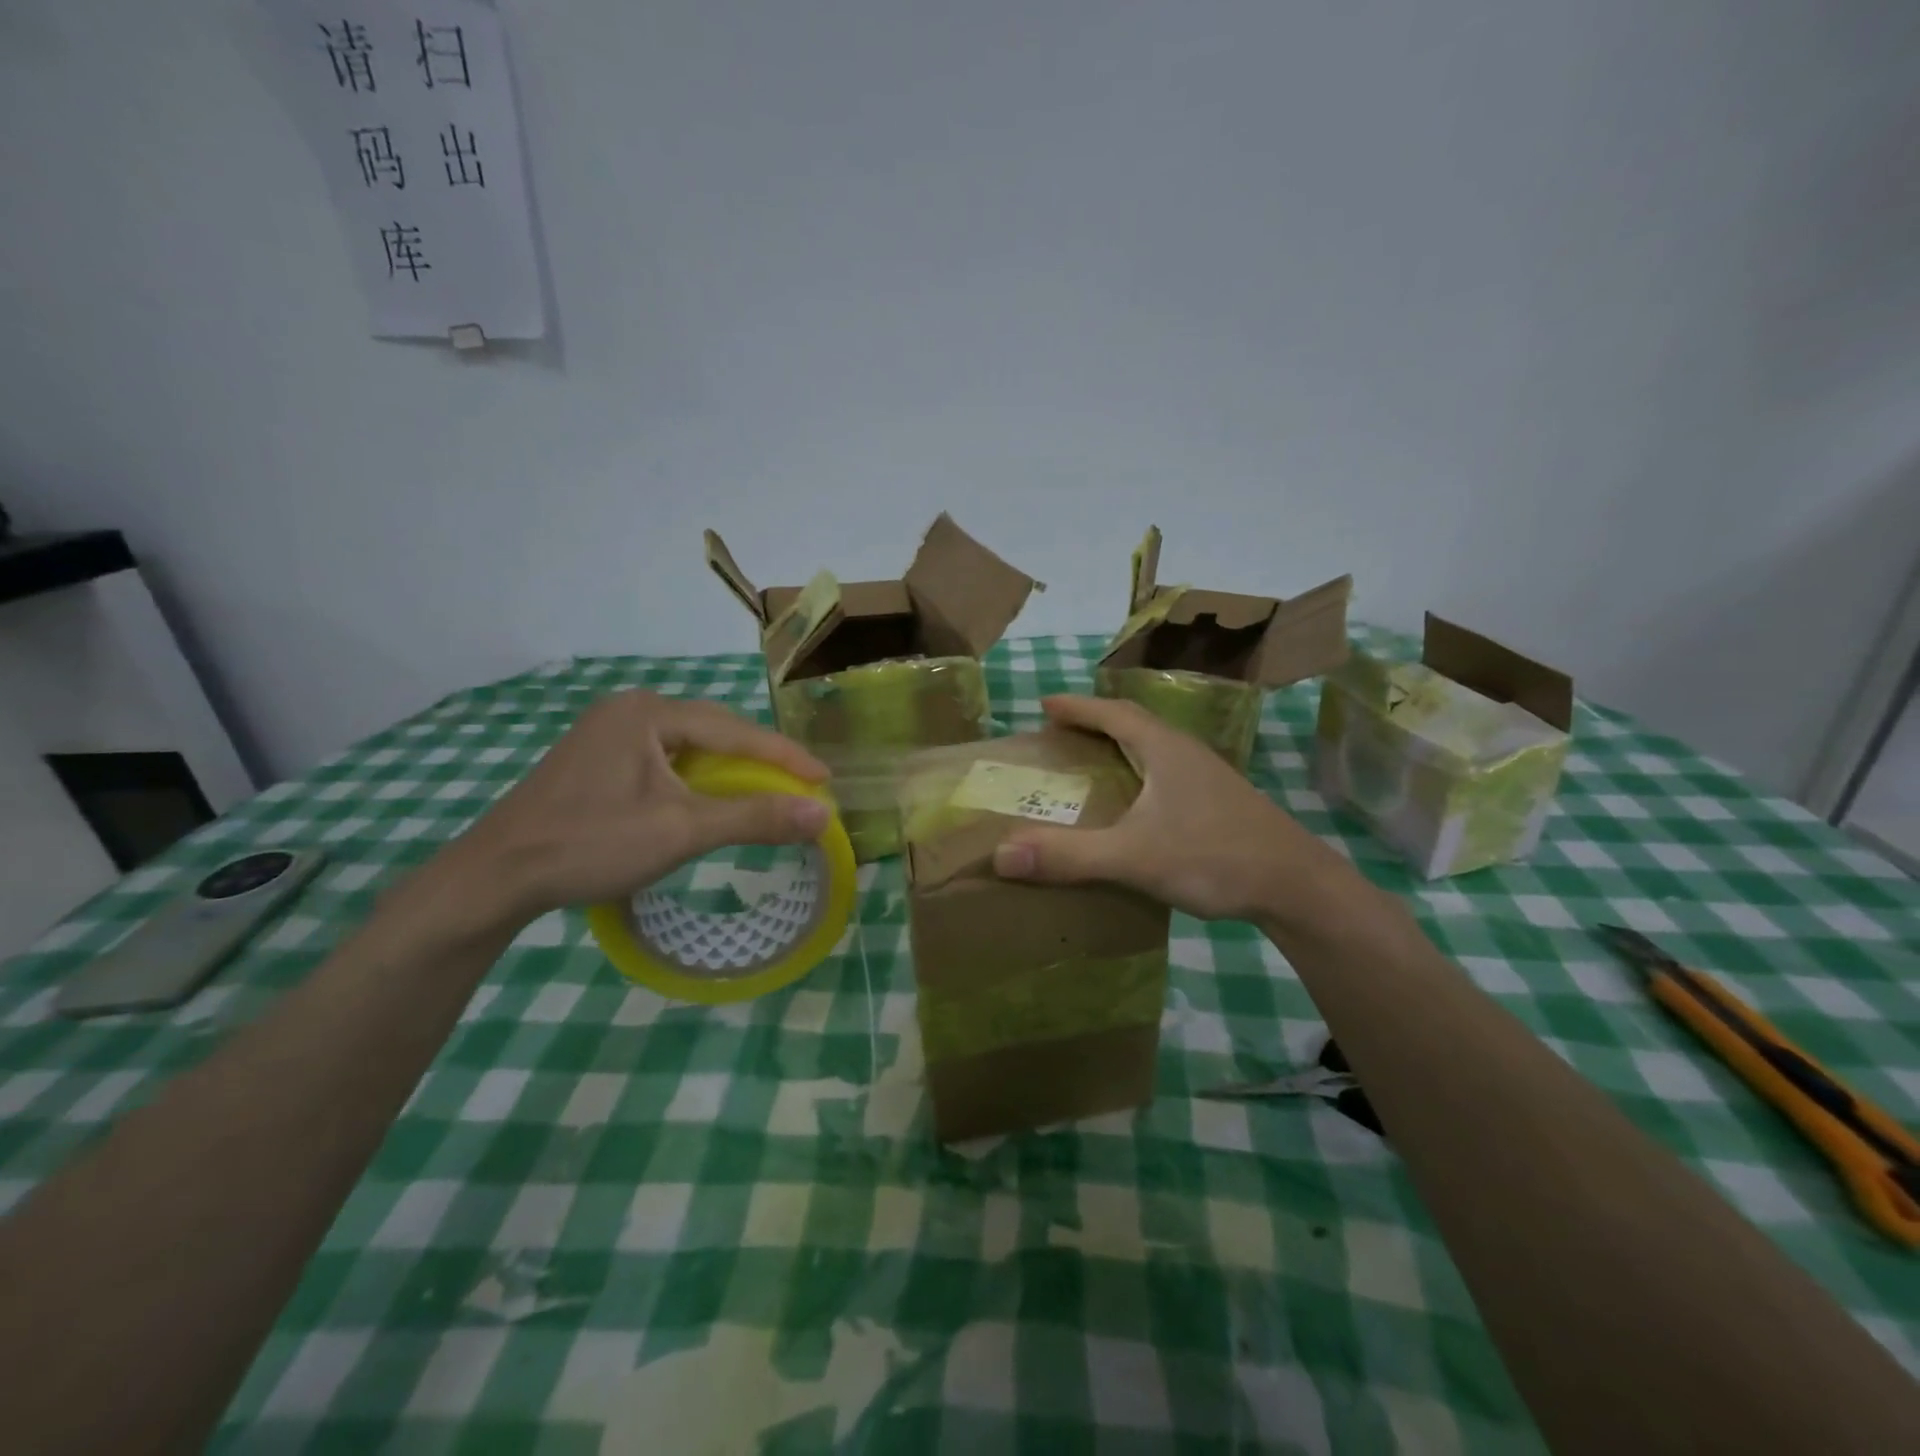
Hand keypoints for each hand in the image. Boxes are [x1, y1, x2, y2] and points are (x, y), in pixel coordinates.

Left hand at [440, 691, 829, 925]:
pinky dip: (697, 778)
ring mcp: (608, 732)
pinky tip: (708, 797)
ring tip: (765, 790)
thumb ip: (755, 817)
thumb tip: (821, 814)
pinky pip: (665, 758)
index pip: (735, 731)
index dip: (785, 756)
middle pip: (713, 731)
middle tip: (799, 784)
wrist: (495, 877)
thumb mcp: (682, 830)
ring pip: (689, 746)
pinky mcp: (597, 759)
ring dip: (728, 768)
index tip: (826, 778)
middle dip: (759, 758)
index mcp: (649, 713)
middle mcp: (629, 710)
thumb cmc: (591, 844)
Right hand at [991, 695, 1365, 928]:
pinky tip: (1134, 809)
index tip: (1044, 704)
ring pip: (1154, 751)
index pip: (1112, 712)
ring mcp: (1208, 778)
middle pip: (1133, 726)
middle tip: (1059, 737)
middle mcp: (1187, 753)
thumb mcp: (1133, 856)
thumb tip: (1000, 854)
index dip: (1076, 707)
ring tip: (1089, 768)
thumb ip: (1069, 855)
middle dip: (1094, 726)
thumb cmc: (1214, 857)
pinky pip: (1167, 776)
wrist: (1297, 887)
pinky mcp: (1220, 804)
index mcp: (1164, 749)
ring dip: (1119, 751)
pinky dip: (1139, 778)